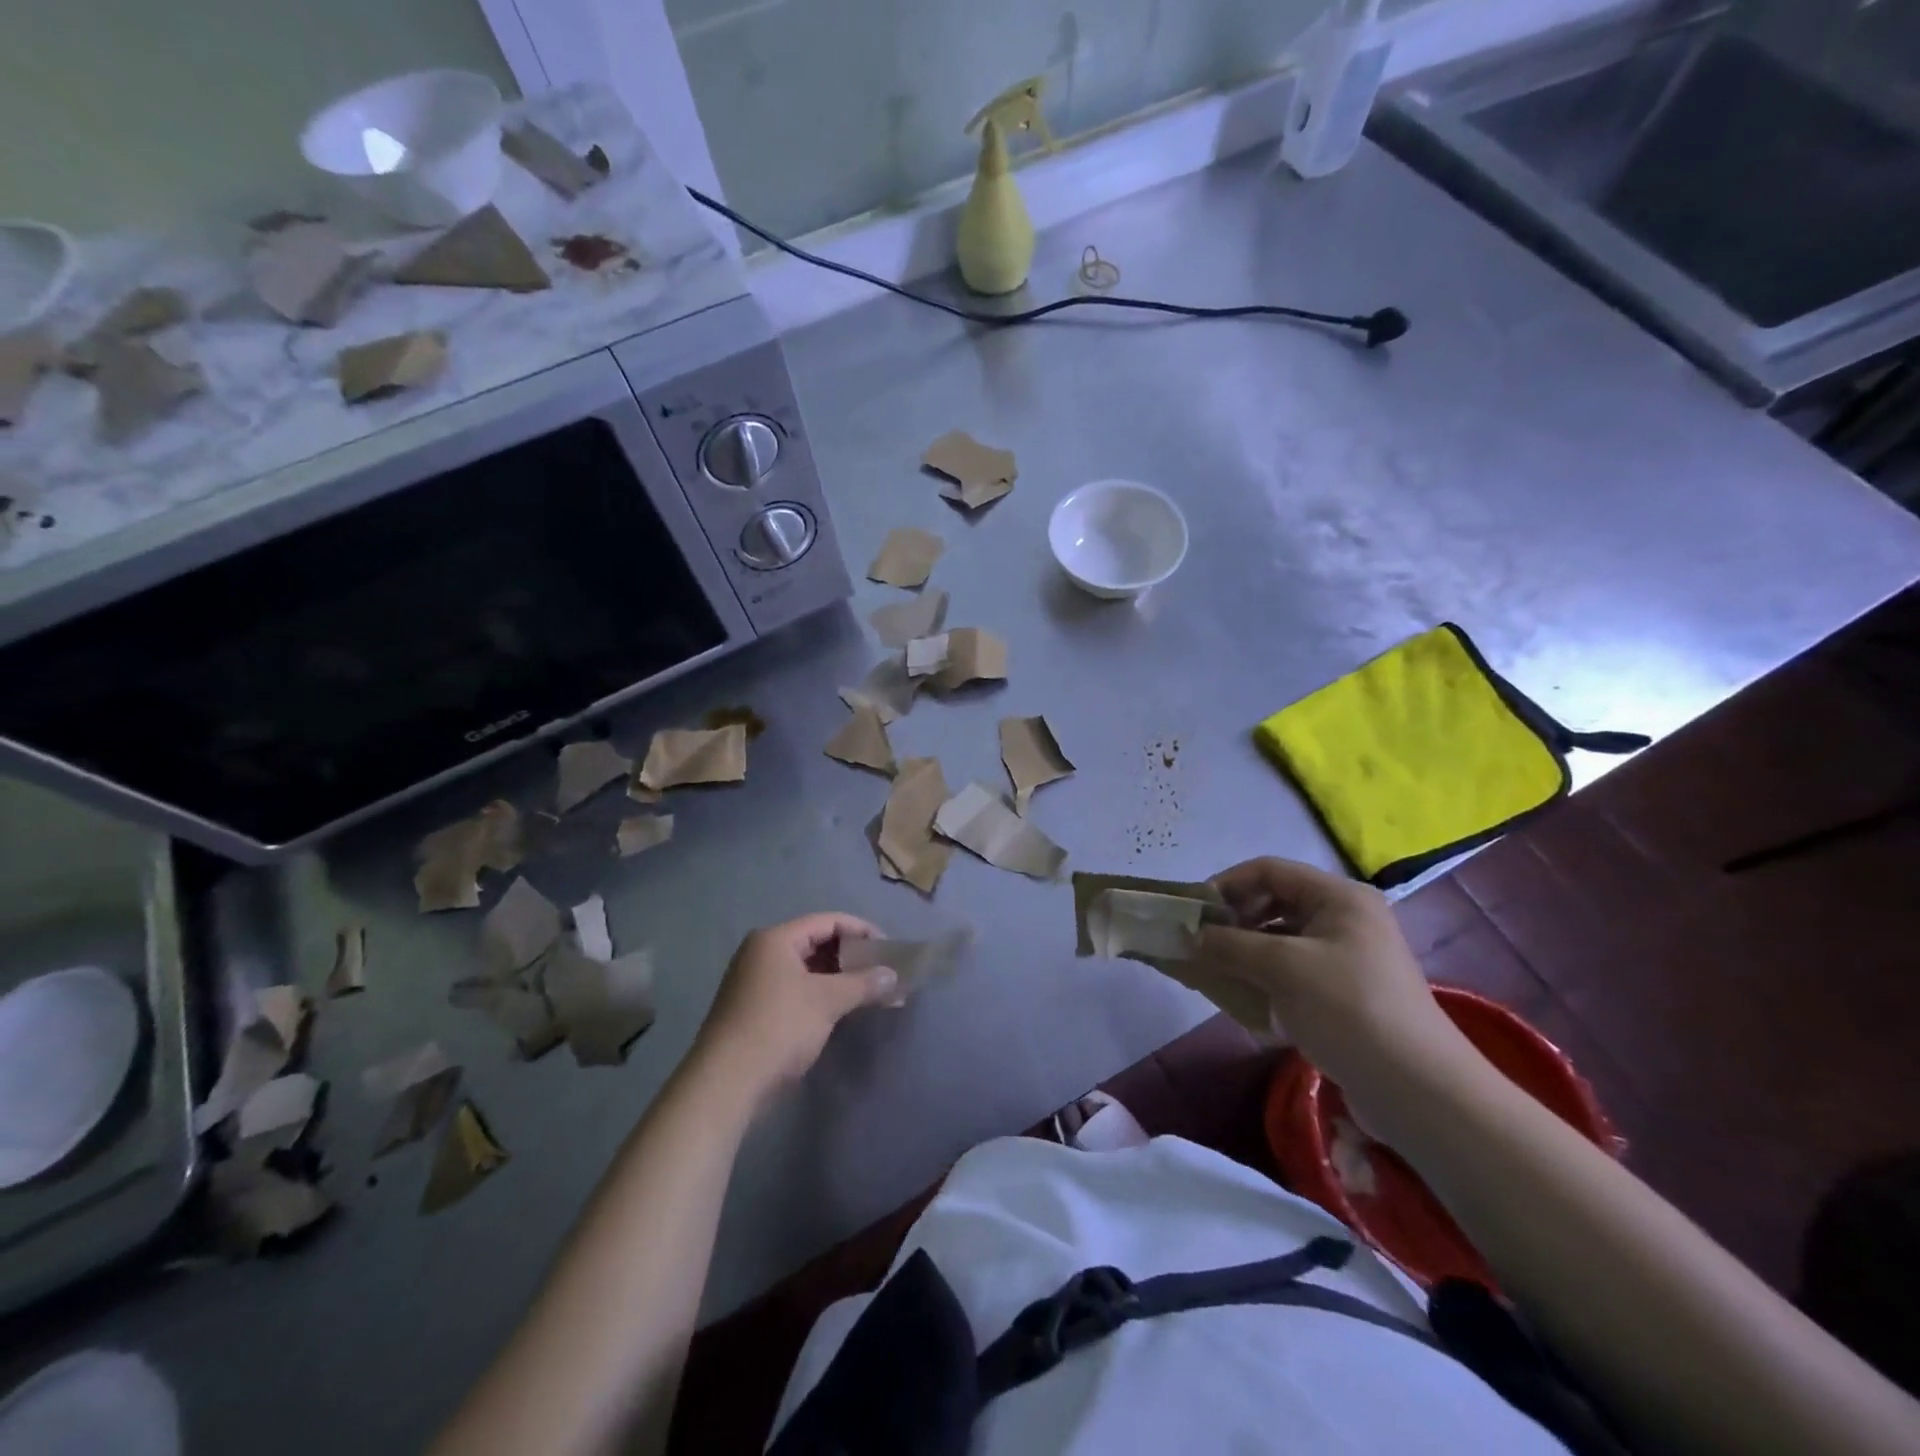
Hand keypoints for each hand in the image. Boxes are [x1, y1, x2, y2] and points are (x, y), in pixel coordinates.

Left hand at [692, 913, 897, 1108]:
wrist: (726, 1084)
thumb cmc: (778, 1028)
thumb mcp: (827, 1001)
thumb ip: (863, 983)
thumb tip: (893, 975)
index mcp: (775, 939)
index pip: (828, 922)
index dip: (862, 931)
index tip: (889, 950)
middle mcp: (761, 953)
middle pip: (816, 943)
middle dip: (852, 957)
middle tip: (882, 972)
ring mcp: (755, 982)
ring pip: (807, 969)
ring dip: (839, 979)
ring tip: (870, 993)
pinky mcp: (755, 1009)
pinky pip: (797, 990)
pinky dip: (822, 995)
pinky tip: (843, 1010)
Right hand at [1194, 858, 1470, 1091]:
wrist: (1418, 1090)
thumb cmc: (1349, 1010)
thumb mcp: (1283, 968)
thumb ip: (1230, 945)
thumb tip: (1189, 935)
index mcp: (1338, 897)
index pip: (1268, 870)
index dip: (1227, 885)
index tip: (1194, 915)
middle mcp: (1343, 917)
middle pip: (1273, 902)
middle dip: (1233, 921)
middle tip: (1200, 945)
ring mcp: (1345, 956)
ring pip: (1279, 938)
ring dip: (1244, 951)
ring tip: (1214, 972)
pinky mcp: (1342, 991)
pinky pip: (1291, 969)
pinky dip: (1262, 976)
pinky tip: (1242, 996)